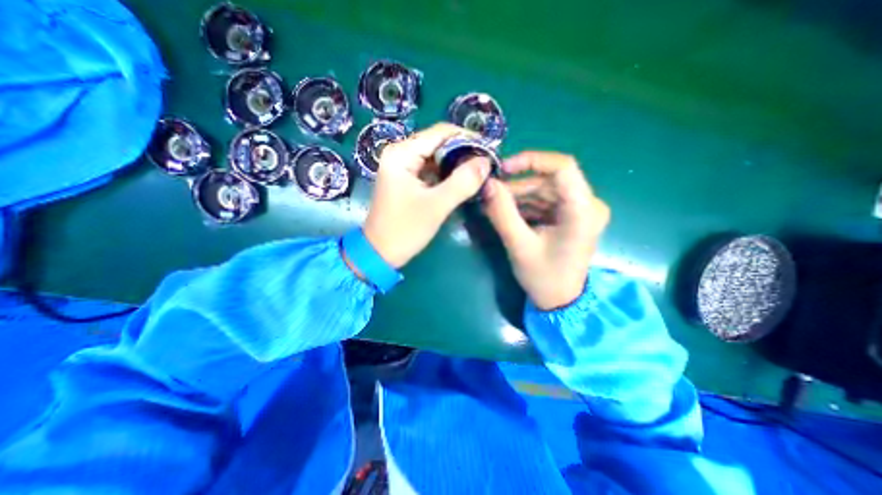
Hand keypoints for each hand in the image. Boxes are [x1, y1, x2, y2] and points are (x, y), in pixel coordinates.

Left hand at [362, 122, 493, 268]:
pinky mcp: (407, 180)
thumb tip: (486, 162)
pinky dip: (448, 174)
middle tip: (486, 165)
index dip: (467, 138)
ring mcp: (403, 167)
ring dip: (457, 164)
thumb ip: (463, 181)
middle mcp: (400, 154)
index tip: (490, 150)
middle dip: (463, 152)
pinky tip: (463, 181)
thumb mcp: (437, 205)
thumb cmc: (405, 229)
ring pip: (437, 157)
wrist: (381, 253)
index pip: (440, 133)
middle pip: (439, 143)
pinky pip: (432, 170)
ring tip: (479, 173)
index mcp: (402, 153)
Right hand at [481, 153, 606, 310]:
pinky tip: (506, 213)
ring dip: (517, 197)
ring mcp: (579, 210)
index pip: (562, 167)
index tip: (503, 169)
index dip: (531, 160)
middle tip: (490, 194)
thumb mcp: (519, 246)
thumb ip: (502, 213)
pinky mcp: (570, 217)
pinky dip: (524, 206)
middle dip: (517, 186)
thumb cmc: (544, 278)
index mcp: (583, 211)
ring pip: (544, 190)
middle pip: (548, 181)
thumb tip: (487, 184)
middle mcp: (587, 204)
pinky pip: (544, 202)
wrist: (560, 301)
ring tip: (493, 206)